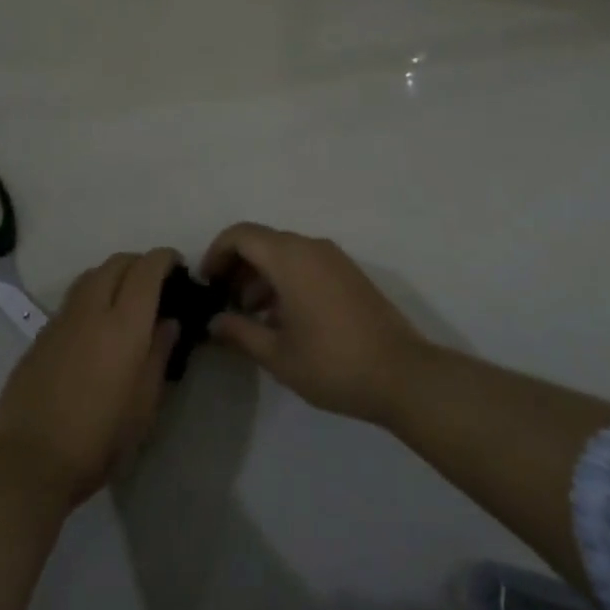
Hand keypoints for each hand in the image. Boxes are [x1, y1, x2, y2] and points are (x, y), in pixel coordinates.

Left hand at [0, 249, 180, 507]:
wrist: (27, 462)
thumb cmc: (97, 439)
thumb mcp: (144, 406)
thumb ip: (159, 355)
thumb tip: (168, 322)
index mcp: (124, 323)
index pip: (147, 269)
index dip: (165, 259)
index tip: (178, 266)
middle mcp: (91, 309)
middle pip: (117, 262)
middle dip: (139, 263)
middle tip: (155, 285)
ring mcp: (61, 319)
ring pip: (91, 275)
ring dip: (112, 276)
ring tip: (124, 302)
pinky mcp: (40, 335)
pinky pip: (71, 300)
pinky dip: (90, 298)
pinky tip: (94, 330)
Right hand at [200, 223, 427, 424]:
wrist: (402, 374)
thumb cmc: (332, 363)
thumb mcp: (278, 354)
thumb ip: (240, 332)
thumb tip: (214, 322)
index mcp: (289, 257)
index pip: (240, 234)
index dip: (216, 253)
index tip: (207, 284)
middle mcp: (310, 246)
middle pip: (262, 241)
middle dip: (237, 266)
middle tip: (224, 303)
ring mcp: (333, 258)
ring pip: (284, 252)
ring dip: (260, 275)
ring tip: (249, 316)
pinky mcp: (348, 273)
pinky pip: (305, 262)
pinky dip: (284, 279)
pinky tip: (281, 318)